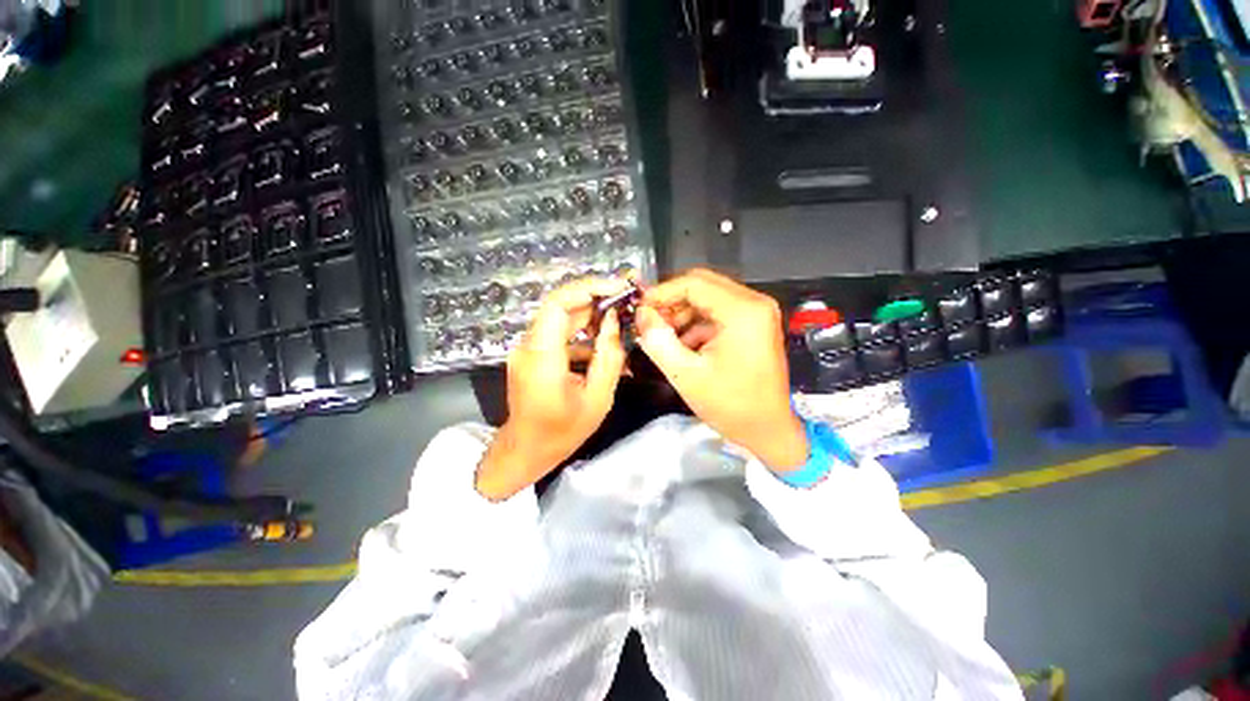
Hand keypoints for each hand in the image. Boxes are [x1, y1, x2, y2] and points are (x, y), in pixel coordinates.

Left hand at [475, 277, 630, 499]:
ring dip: (590, 314)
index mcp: (542, 357)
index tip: (617, 287)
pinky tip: (603, 342)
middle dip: (595, 298)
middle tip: (626, 299)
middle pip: (560, 306)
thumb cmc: (562, 432)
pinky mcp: (531, 354)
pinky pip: (558, 333)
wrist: (526, 450)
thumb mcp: (597, 398)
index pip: (557, 304)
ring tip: (620, 318)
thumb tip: (614, 321)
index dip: (587, 289)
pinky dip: (581, 332)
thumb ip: (609, 356)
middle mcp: (528, 346)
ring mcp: (527, 349)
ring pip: (560, 318)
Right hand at [636, 269, 807, 470]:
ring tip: (662, 336)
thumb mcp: (685, 374)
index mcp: (743, 311)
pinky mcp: (754, 323)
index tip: (639, 309)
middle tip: (648, 322)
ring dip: (682, 313)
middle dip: (671, 302)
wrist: (768, 430)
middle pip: (701, 285)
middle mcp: (754, 302)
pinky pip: (717, 312)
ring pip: (708, 297)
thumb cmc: (730, 405)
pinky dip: (696, 323)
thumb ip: (658, 340)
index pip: (693, 283)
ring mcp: (756, 312)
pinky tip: (682, 344)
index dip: (661, 292)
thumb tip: (641, 314)